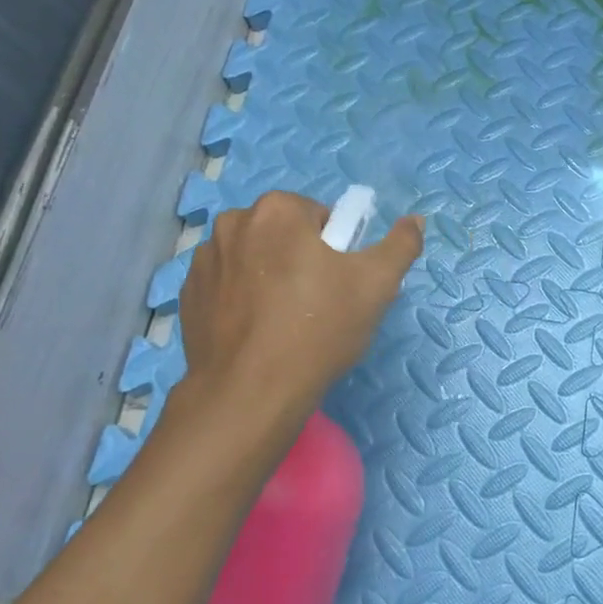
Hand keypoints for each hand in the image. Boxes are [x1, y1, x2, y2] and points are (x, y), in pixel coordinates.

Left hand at [174, 191, 423, 416]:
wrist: (250, 392)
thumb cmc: (318, 329)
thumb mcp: (377, 285)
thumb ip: (401, 245)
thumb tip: (415, 220)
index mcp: (277, 210)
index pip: (318, 216)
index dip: (335, 249)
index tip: (339, 284)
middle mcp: (233, 223)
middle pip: (282, 234)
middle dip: (299, 259)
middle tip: (317, 305)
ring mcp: (204, 260)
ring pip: (253, 259)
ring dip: (268, 277)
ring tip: (284, 323)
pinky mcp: (188, 296)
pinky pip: (227, 286)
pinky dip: (242, 300)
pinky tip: (257, 333)